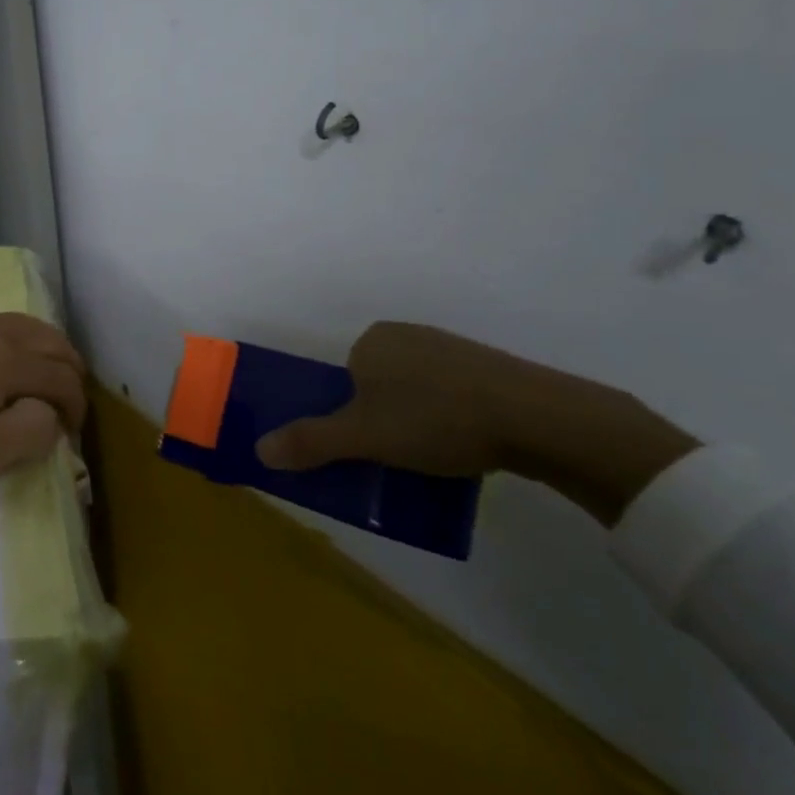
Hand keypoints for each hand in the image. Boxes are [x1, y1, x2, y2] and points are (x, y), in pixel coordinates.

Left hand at [0, 314, 86, 499]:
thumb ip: (25, 434)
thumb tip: (50, 414)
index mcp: (2, 361)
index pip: (60, 376)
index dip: (77, 405)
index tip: (73, 436)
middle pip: (48, 339)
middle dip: (68, 371)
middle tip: (68, 406)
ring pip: (21, 325)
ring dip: (44, 351)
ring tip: (42, 383)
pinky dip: (16, 342)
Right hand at [254, 322, 698, 524]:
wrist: (536, 416)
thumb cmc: (435, 419)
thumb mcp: (364, 437)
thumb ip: (311, 442)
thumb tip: (258, 449)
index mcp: (371, 341)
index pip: (345, 380)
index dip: (350, 416)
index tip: (367, 447)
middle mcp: (406, 335)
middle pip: (378, 385)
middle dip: (383, 420)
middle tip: (397, 458)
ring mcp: (450, 348)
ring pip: (416, 391)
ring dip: (417, 422)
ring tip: (435, 458)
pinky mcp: (488, 367)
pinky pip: (451, 393)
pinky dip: (450, 418)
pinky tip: (466, 446)